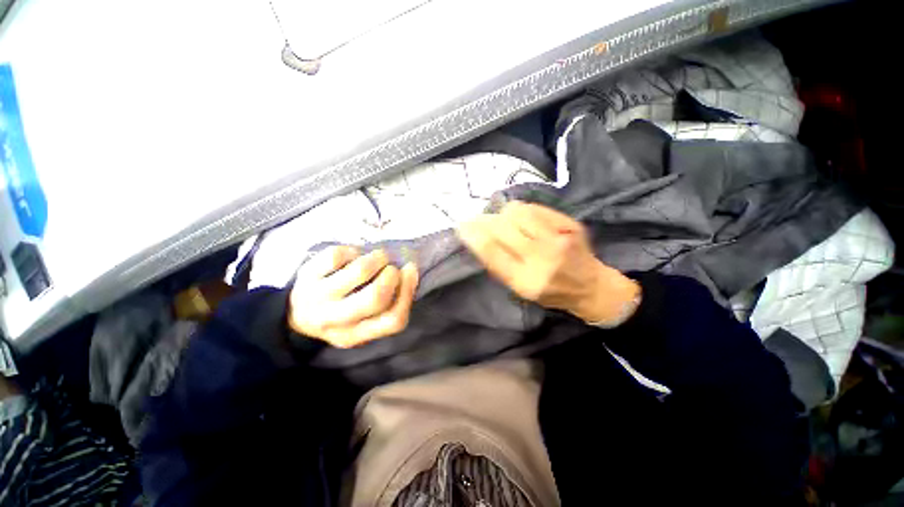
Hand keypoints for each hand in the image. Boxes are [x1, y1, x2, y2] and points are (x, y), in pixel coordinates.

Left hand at [288, 246, 418, 347]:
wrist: (297, 314)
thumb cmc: (342, 314)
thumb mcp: (365, 321)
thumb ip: (391, 304)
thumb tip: (410, 272)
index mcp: (356, 336)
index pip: (394, 320)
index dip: (408, 292)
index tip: (410, 271)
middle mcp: (335, 321)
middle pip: (376, 297)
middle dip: (392, 275)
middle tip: (391, 267)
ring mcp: (317, 298)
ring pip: (359, 271)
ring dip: (377, 258)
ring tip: (378, 257)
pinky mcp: (306, 275)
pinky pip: (338, 255)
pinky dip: (353, 251)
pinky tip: (352, 256)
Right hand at [457, 201, 639, 325]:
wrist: (591, 287)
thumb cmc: (550, 292)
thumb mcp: (520, 290)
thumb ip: (500, 266)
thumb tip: (480, 239)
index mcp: (526, 281)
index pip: (492, 252)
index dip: (473, 235)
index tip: (462, 226)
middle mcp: (542, 259)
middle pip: (502, 228)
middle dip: (484, 220)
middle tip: (478, 220)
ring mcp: (558, 239)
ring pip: (518, 213)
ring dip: (502, 213)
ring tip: (501, 219)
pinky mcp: (569, 225)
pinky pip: (534, 208)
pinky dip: (521, 210)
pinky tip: (520, 216)